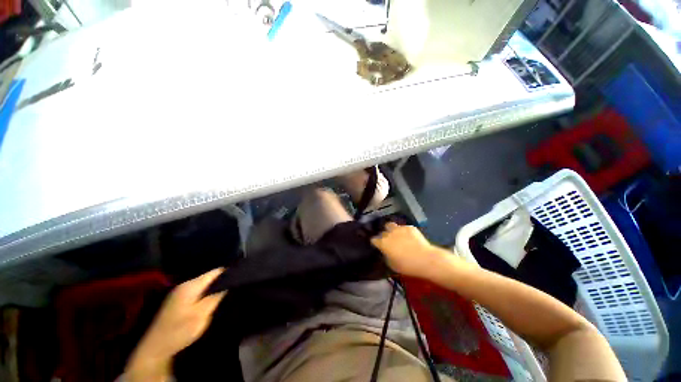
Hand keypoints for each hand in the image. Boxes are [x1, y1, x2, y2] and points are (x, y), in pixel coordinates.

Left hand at [126, 268, 225, 380]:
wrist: (156, 347)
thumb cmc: (181, 330)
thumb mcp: (202, 315)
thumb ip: (215, 297)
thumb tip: (228, 284)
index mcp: (191, 286)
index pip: (215, 272)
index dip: (229, 272)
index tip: (240, 276)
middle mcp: (185, 285)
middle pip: (209, 277)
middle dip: (222, 280)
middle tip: (235, 286)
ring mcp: (179, 292)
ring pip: (203, 284)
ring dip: (214, 287)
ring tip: (226, 292)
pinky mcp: (177, 300)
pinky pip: (197, 290)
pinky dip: (206, 292)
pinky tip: (211, 299)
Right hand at [371, 223, 446, 278]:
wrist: (426, 259)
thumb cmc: (407, 266)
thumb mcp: (392, 265)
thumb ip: (386, 256)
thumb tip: (386, 252)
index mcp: (383, 243)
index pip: (374, 239)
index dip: (375, 243)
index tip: (378, 246)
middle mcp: (389, 233)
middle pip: (382, 232)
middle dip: (384, 236)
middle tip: (389, 242)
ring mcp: (399, 228)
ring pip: (391, 225)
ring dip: (391, 230)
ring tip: (396, 235)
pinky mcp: (409, 227)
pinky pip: (403, 228)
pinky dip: (404, 232)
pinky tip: (409, 237)